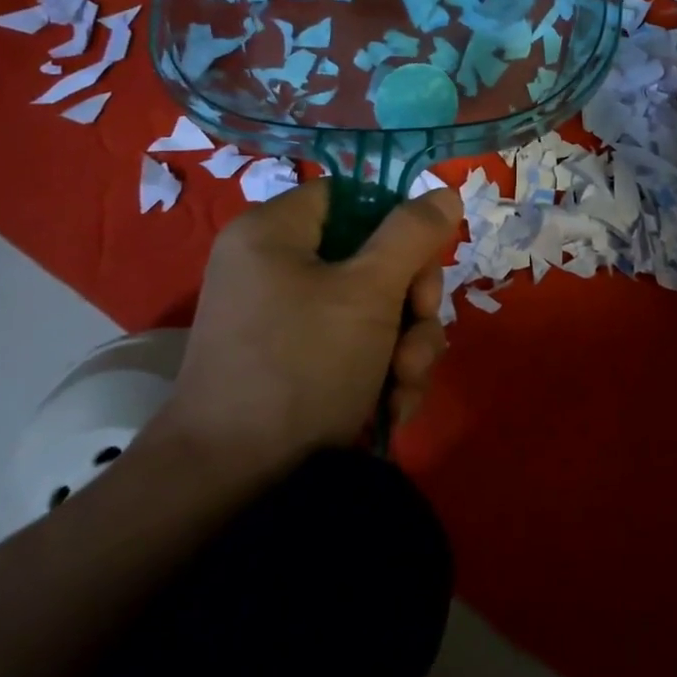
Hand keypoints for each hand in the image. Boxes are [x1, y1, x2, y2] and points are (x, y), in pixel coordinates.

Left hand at [140, 179, 462, 487]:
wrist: (232, 484)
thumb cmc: (301, 366)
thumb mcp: (368, 292)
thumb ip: (412, 234)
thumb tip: (444, 193)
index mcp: (275, 233)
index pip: (351, 196)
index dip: (396, 221)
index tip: (424, 258)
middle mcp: (275, 269)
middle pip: (372, 256)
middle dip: (411, 300)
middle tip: (419, 328)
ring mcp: (286, 321)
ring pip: (374, 309)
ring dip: (407, 345)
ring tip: (405, 384)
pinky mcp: (297, 365)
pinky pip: (356, 348)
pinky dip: (382, 373)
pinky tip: (391, 406)